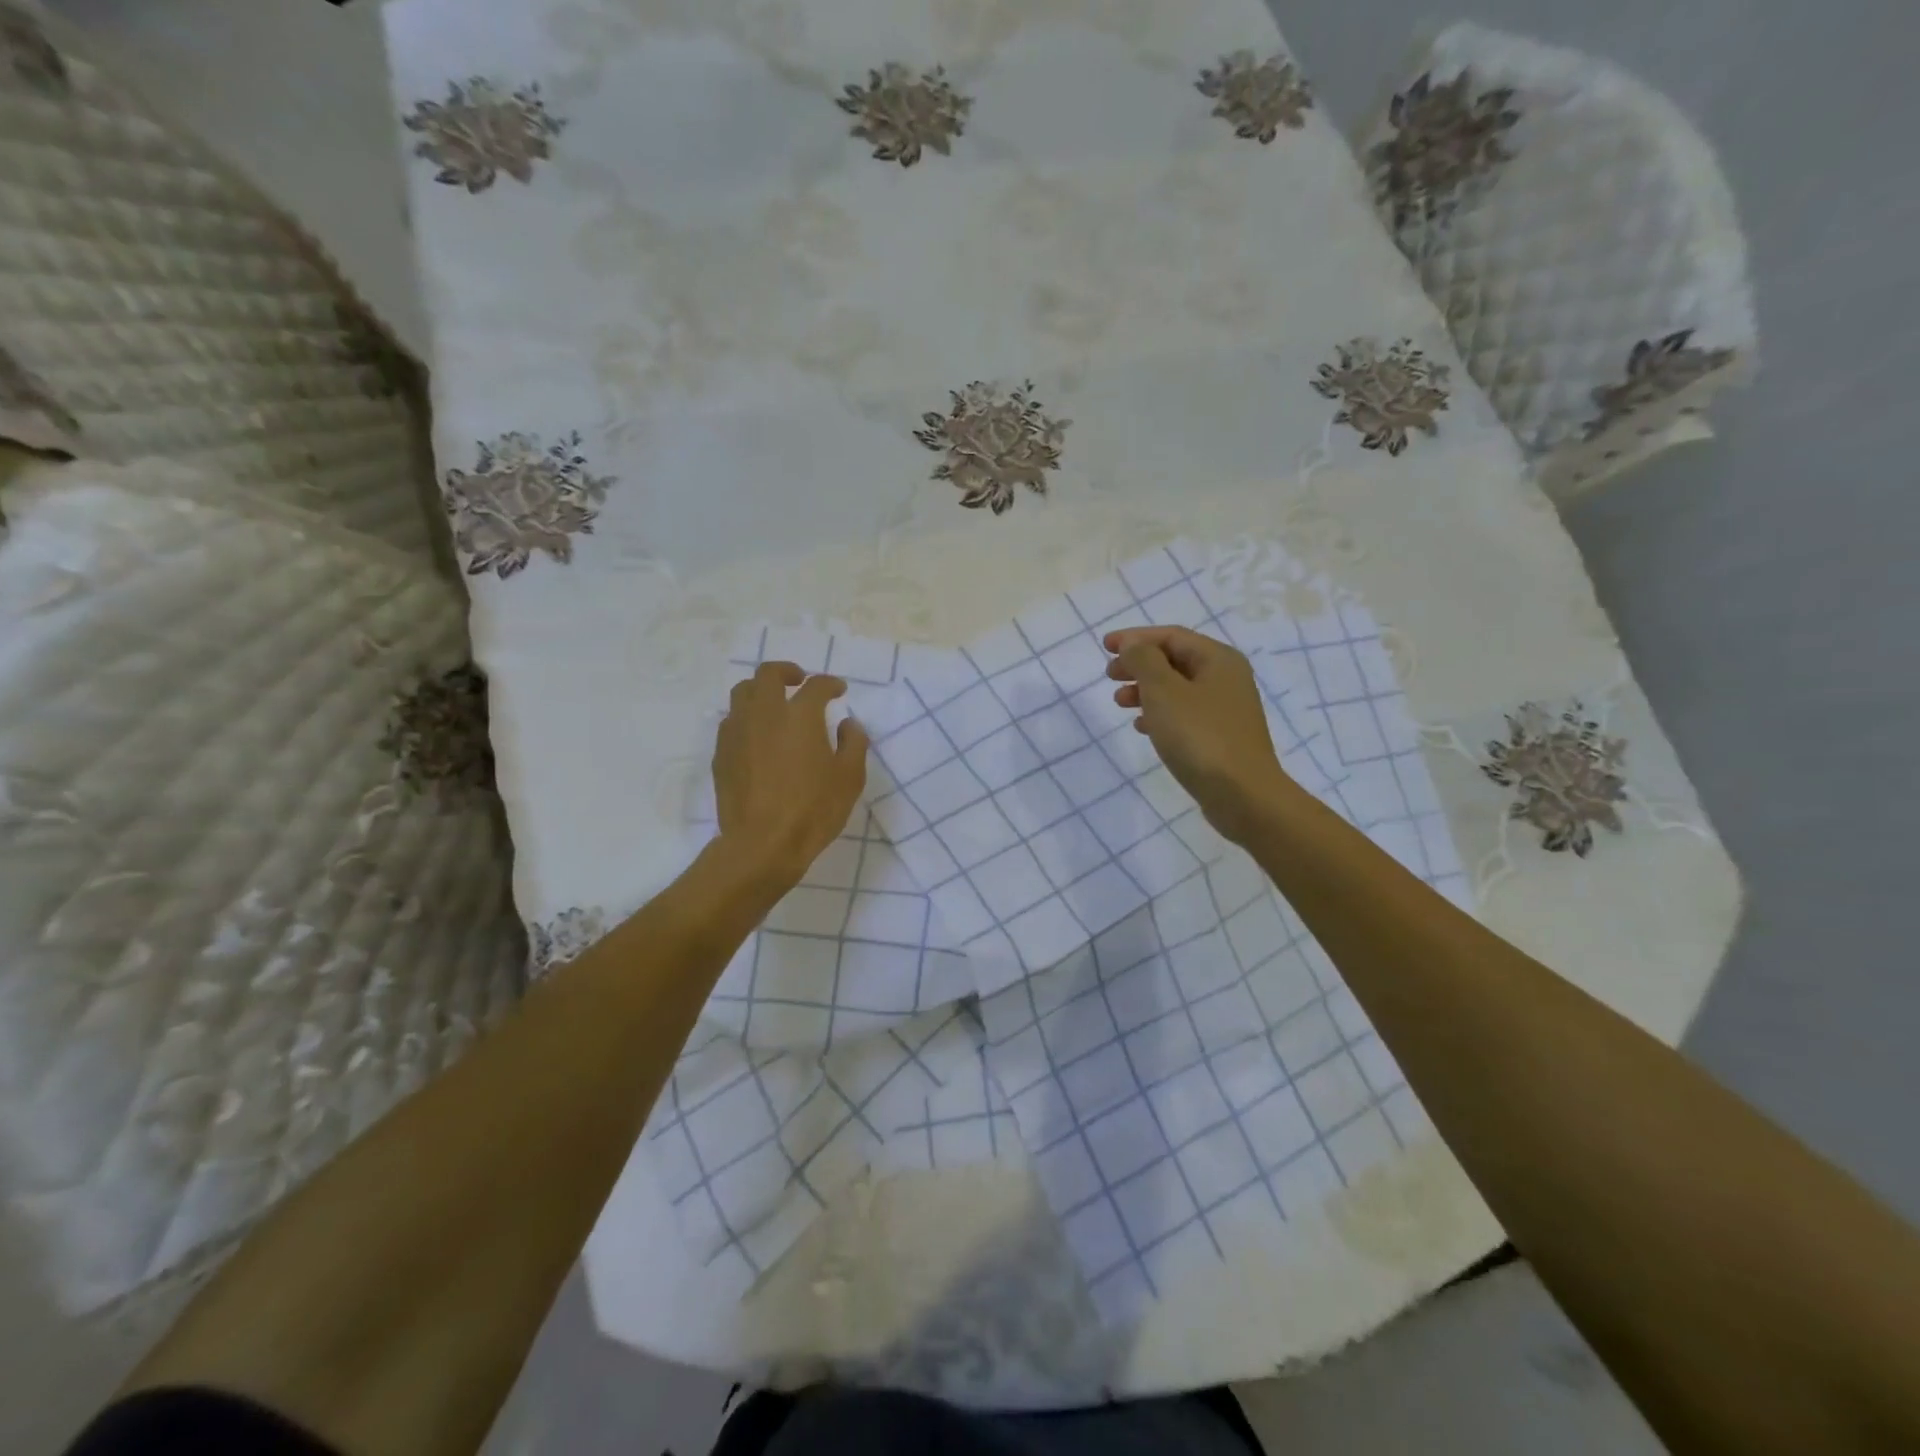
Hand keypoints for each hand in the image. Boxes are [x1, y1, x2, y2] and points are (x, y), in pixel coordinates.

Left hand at [712, 662, 868, 887]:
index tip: (839, 691)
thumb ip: (853, 743)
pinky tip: (757, 736)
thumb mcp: (849, 778)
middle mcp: (765, 714)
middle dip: (787, 672)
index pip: (816, 686)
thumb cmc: (813, 810)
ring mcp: (738, 732)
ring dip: (761, 691)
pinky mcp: (721, 753)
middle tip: (800, 682)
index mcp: (800, 715)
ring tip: (774, 705)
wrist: (762, 844)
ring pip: (742, 692)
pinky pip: (731, 721)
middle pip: (768, 674)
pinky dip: (746, 718)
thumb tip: (848, 724)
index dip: (830, 684)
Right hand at [1104, 627, 1294, 843]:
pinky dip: (1159, 714)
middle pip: (1174, 660)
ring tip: (1119, 702)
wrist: (1242, 794)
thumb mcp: (1163, 691)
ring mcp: (1226, 709)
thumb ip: (1144, 660)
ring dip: (1145, 690)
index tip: (1105, 646)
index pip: (1171, 636)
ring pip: (1177, 688)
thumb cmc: (1199, 736)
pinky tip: (1141, 727)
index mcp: (1218, 659)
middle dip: (1139, 664)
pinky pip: (1184, 714)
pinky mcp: (1221, 737)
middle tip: (1109, 675)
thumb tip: (1133, 645)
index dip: (1135, 638)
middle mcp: (1226, 678)